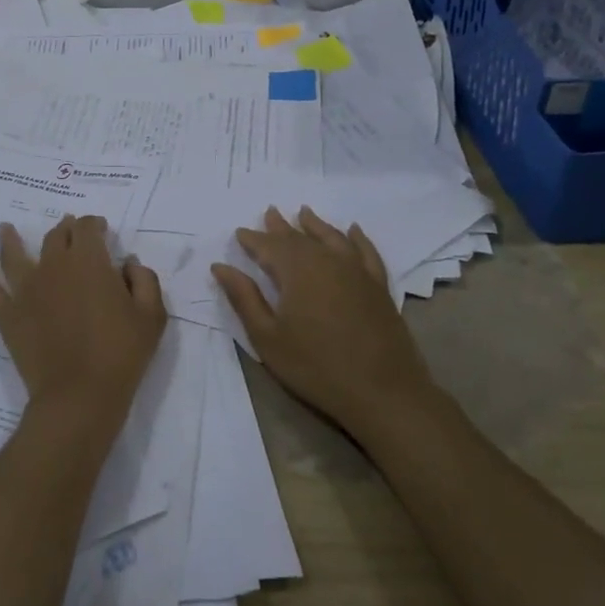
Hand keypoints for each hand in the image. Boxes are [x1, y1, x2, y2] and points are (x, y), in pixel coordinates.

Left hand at [0, 215, 166, 436]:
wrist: (79, 394)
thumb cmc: (121, 353)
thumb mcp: (151, 315)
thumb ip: (144, 280)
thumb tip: (128, 262)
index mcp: (89, 261)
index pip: (87, 228)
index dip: (93, 224)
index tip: (99, 229)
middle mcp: (54, 266)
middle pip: (55, 237)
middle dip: (64, 229)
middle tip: (68, 228)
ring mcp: (26, 290)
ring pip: (14, 255)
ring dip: (10, 239)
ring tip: (4, 227)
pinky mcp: (8, 314)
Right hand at [212, 207, 432, 439]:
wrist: (383, 392)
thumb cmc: (315, 366)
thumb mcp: (268, 337)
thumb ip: (244, 298)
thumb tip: (221, 267)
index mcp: (296, 271)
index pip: (268, 246)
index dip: (252, 239)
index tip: (240, 232)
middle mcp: (327, 261)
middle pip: (300, 238)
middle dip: (281, 227)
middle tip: (269, 212)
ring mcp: (357, 272)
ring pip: (332, 238)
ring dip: (315, 225)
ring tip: (304, 212)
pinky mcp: (378, 286)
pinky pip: (366, 252)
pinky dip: (358, 238)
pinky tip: (353, 231)